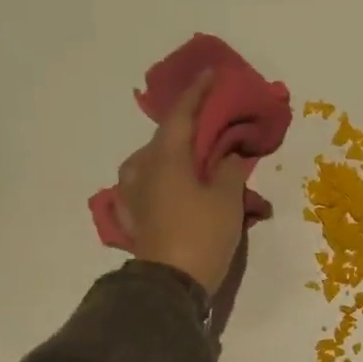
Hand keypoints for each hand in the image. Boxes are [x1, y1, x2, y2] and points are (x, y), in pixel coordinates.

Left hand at [114, 72, 252, 295]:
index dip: (199, 91)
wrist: (169, 287)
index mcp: (165, 156)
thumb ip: (228, 169)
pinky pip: (149, 186)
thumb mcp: (226, 199)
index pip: (183, 113)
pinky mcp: (134, 216)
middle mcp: (143, 168)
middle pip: (167, 137)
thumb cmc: (201, 235)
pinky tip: (175, 188)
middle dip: (191, 129)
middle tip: (214, 125)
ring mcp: (133, 193)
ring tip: (198, 161)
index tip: (212, 74)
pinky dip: (166, 180)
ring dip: (177, 156)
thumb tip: (228, 156)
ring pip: (155, 162)